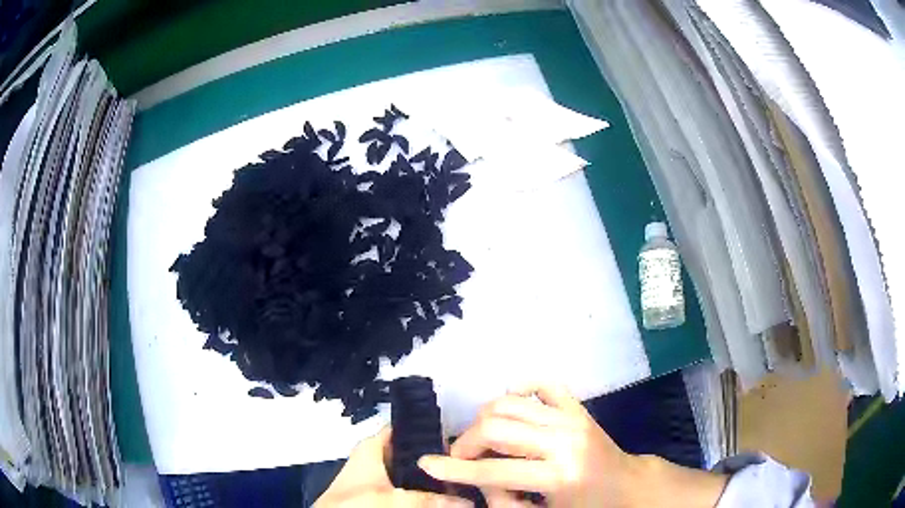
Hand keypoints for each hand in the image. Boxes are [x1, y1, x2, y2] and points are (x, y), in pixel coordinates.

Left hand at [314, 427, 471, 506]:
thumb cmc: (351, 504)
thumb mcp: (394, 500)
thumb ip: (430, 499)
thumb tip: (466, 501)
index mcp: (374, 446)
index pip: (407, 428)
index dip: (433, 431)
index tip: (459, 439)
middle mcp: (378, 458)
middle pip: (416, 452)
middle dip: (439, 459)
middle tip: (466, 465)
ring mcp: (381, 477)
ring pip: (415, 472)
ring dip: (434, 478)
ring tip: (461, 480)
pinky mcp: (383, 493)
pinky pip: (411, 488)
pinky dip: (425, 491)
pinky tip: (443, 497)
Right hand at [417, 385, 727, 507]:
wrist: (627, 486)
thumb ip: (505, 501)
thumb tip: (479, 480)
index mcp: (558, 476)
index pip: (493, 471)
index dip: (454, 469)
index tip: (425, 463)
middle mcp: (564, 441)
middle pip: (496, 428)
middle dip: (467, 442)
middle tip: (462, 457)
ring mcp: (572, 418)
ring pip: (510, 403)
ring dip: (485, 419)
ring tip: (484, 440)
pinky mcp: (578, 407)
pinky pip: (544, 384)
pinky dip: (521, 388)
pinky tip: (513, 403)